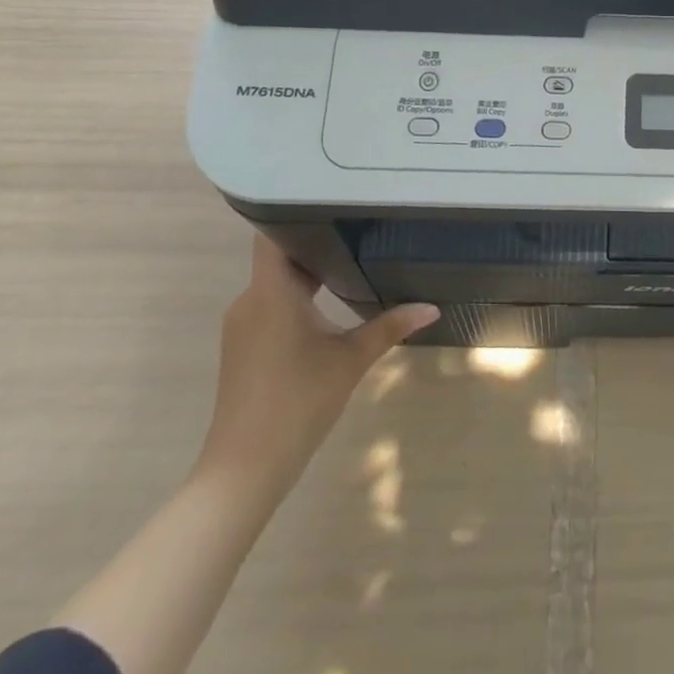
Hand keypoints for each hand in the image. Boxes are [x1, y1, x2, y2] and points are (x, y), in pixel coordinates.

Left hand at [194, 234, 438, 505]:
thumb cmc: (298, 402)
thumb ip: (390, 327)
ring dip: (308, 273)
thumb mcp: (351, 360)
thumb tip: (432, 307)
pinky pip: (269, 305)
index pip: (273, 234)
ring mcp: (242, 326)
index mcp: (271, 292)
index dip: (298, 213)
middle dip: (317, 244)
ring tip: (351, 258)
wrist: (244, 469)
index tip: (335, 203)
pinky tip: (327, 304)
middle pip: (280, 256)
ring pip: (275, 283)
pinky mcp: (242, 347)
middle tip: (360, 227)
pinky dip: (297, 298)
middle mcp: (250, 301)